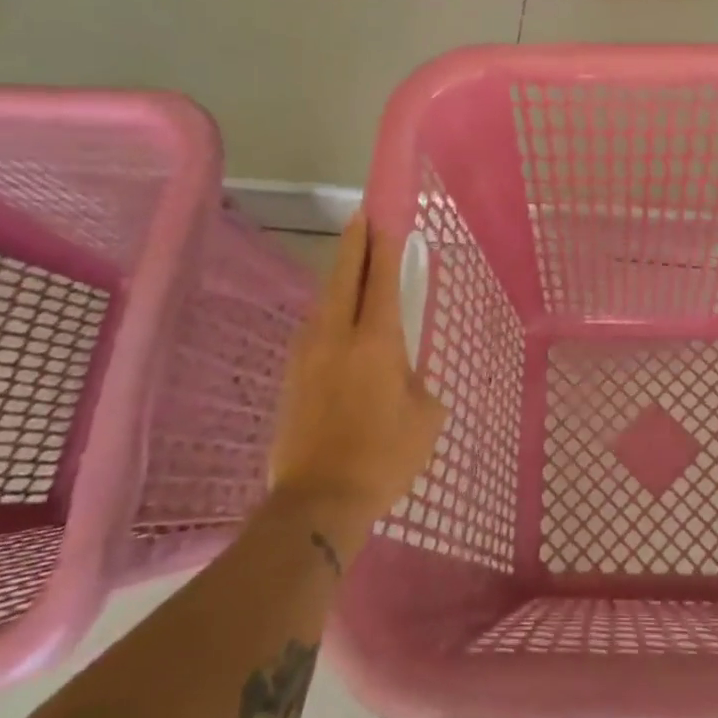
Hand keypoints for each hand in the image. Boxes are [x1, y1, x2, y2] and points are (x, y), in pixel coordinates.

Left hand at [269, 215, 447, 533]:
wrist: (318, 500)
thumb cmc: (383, 457)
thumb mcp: (425, 417)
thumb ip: (417, 383)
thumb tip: (403, 376)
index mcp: (376, 341)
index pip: (380, 280)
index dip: (382, 247)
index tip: (382, 218)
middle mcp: (336, 336)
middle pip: (344, 277)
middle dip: (353, 245)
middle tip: (361, 219)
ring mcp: (308, 354)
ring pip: (324, 301)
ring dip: (339, 278)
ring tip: (352, 266)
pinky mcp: (292, 376)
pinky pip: (313, 328)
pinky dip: (328, 310)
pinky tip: (335, 318)